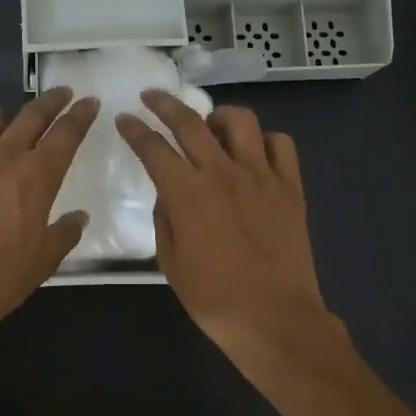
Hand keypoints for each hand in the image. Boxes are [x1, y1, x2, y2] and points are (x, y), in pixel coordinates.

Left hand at [0, 87, 99, 346]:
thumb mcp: (44, 260)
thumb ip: (65, 232)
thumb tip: (78, 217)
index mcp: (36, 176)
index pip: (67, 133)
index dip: (81, 115)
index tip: (89, 102)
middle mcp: (1, 155)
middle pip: (32, 113)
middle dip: (52, 100)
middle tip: (61, 95)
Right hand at [115, 90, 333, 367]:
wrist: (275, 319)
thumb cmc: (214, 298)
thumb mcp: (171, 262)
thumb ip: (165, 218)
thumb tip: (170, 192)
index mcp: (188, 193)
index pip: (154, 148)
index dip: (135, 130)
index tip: (125, 119)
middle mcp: (223, 173)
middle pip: (190, 122)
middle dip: (165, 104)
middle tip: (152, 96)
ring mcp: (262, 176)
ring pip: (241, 121)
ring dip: (219, 116)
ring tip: (211, 126)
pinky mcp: (291, 187)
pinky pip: (281, 144)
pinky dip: (264, 141)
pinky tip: (254, 154)